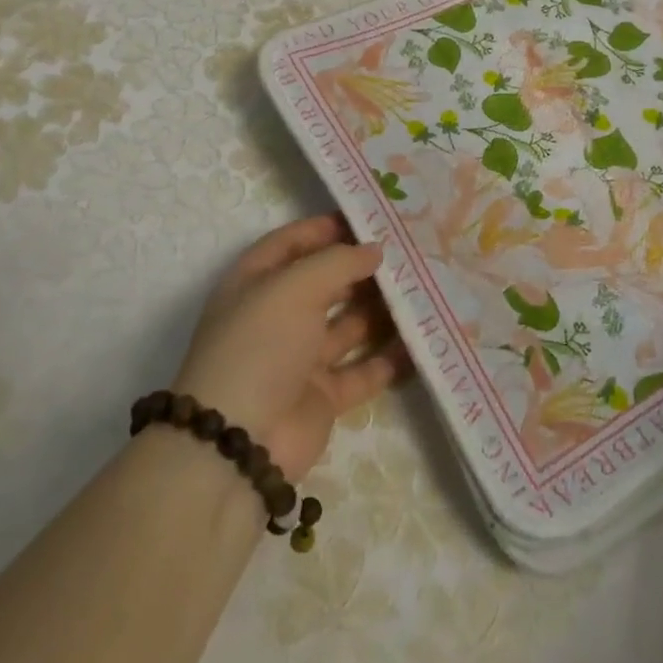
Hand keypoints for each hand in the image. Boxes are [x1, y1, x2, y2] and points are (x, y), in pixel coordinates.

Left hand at [173, 213, 410, 481]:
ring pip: (349, 325)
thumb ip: (338, 262)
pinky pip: (363, 370)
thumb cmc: (260, 345)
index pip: (292, 243)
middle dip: (362, 269)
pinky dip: (389, 359)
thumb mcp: (294, 287)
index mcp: (256, 283)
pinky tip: (421, 342)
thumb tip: (374, 250)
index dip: (325, 229)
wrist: (238, 442)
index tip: (370, 220)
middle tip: (409, 254)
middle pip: (325, 283)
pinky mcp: (323, 396)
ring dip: (381, 310)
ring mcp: (300, 358)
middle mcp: (277, 316)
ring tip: (423, 291)